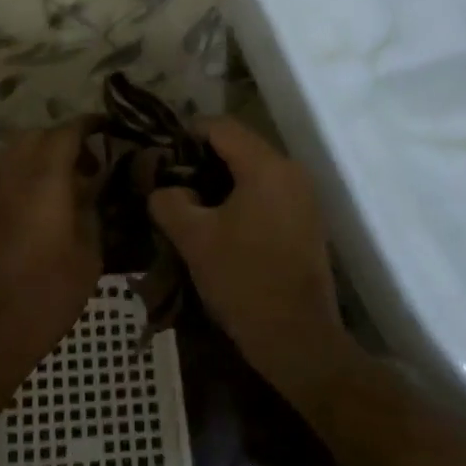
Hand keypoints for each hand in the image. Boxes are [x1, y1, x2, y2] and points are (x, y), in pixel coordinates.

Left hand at [0, 119, 103, 383]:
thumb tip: (93, 191)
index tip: (109, 131)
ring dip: (38, 158)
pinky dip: (21, 178)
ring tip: (65, 187)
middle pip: (34, 136)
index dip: (89, 126)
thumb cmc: (43, 298)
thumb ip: (92, 214)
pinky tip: (39, 209)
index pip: (66, 132)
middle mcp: (9, 175)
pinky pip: (0, 178)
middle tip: (88, 165)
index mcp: (43, 179)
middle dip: (62, 140)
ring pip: (12, 155)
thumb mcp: (88, 258)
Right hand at [147, 117, 350, 397]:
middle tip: (168, 180)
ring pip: (253, 171)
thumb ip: (169, 201)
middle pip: (239, 146)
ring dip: (219, 180)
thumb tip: (163, 188)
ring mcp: (303, 197)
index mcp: (266, 166)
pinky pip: (267, 193)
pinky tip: (217, 223)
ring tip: (187, 204)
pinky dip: (240, 197)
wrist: (299, 339)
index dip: (186, 133)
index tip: (159, 153)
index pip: (221, 126)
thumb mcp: (194, 239)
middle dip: (200, 158)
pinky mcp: (305, 221)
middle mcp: (291, 172)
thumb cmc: (244, 280)